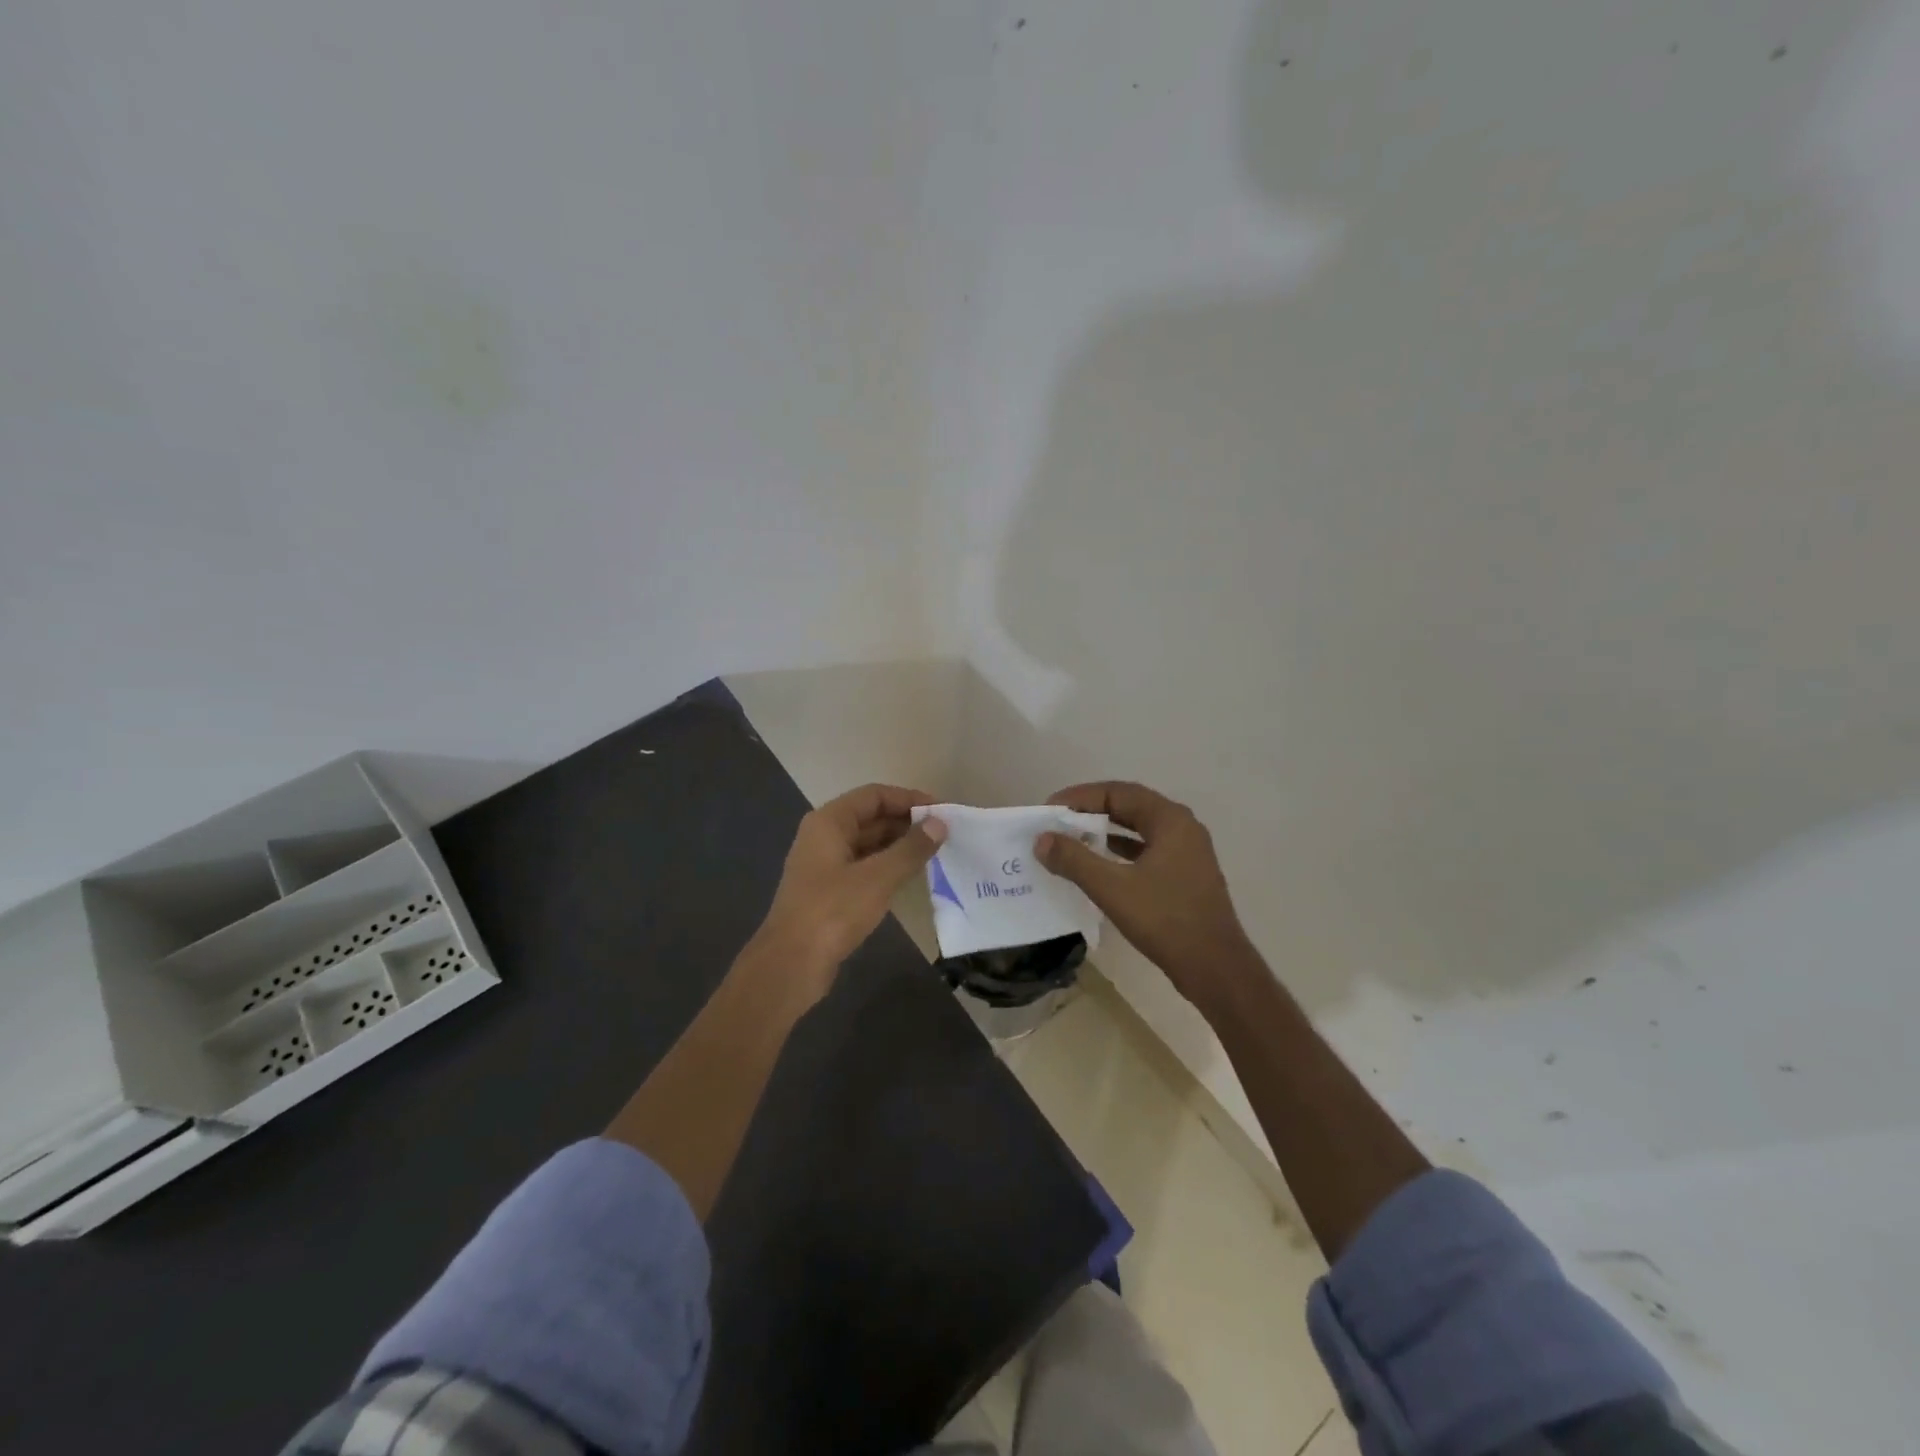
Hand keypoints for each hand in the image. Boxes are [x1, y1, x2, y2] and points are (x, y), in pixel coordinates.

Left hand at [753, 783, 946, 995]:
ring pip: (869, 844)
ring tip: (935, 853)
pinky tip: (912, 877)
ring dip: (899, 846)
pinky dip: (888, 867)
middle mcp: (824, 836)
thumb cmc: (833, 912)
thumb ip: (911, 848)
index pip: (874, 795)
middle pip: (871, 817)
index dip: (909, 799)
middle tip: (944, 834)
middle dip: (907, 823)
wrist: (791, 965)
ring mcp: (825, 865)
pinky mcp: (829, 891)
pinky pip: (864, 867)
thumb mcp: (878, 877)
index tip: (941, 811)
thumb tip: (939, 823)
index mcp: (829, 822)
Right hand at [1034, 782, 1251, 1009]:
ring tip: (1072, 838)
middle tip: (1058, 820)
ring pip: (1139, 828)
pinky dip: (1121, 850)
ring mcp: (1188, 852)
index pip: (1117, 792)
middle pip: (1130, 805)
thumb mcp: (1112, 888)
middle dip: (1091, 810)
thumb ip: (1074, 860)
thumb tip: (1042, 839)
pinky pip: (1147, 849)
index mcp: (1170, 820)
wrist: (1215, 967)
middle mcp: (1182, 827)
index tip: (1050, 808)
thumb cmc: (1165, 920)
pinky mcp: (1186, 874)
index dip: (1080, 797)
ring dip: (1106, 830)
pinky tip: (1100, 863)